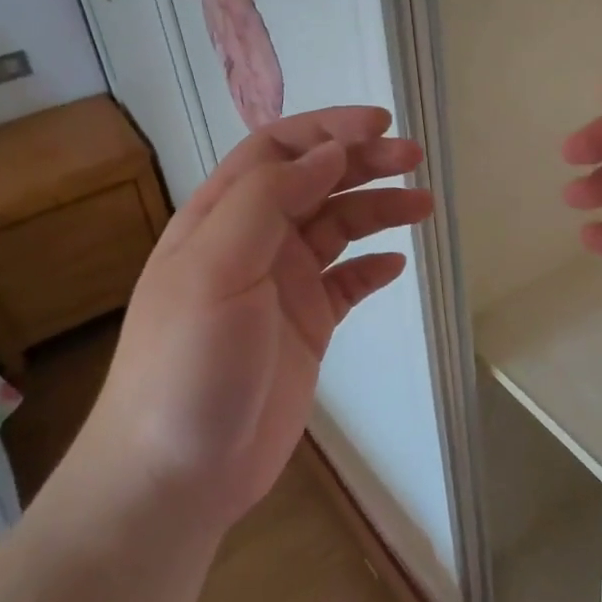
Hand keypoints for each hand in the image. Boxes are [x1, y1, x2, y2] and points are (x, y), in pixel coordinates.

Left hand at [81, 107, 431, 529]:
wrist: (178, 475)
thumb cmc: (189, 363)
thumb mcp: (217, 267)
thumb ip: (268, 200)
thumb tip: (328, 153)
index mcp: (221, 217)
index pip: (277, 150)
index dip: (328, 129)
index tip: (381, 125)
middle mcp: (253, 243)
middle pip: (314, 182)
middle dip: (363, 162)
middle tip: (414, 158)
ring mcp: (281, 286)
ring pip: (337, 228)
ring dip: (378, 209)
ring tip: (423, 205)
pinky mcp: (306, 327)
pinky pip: (346, 284)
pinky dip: (372, 268)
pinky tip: (396, 265)